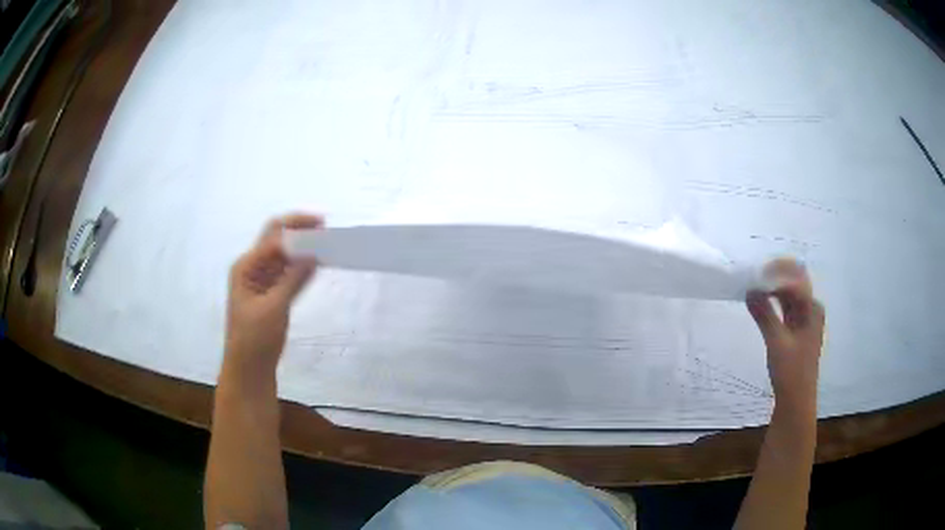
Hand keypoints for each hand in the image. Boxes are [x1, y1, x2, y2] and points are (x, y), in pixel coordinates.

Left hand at [225, 213, 322, 373]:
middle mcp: (252, 267)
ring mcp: (262, 280)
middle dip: (298, 229)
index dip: (296, 230)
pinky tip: (318, 263)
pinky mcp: (272, 294)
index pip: (273, 239)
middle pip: (276, 239)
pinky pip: (288, 273)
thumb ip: (293, 279)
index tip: (322, 230)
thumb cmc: (255, 338)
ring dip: (302, 247)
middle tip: (324, 226)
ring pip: (283, 255)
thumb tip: (314, 254)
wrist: (249, 368)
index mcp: (246, 266)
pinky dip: (301, 266)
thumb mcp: (274, 307)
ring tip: (326, 241)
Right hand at [747, 258, 824, 408]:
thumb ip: (764, 314)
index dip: (777, 273)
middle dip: (774, 277)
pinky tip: (760, 302)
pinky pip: (784, 308)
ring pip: (788, 295)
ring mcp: (803, 319)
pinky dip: (772, 302)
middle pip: (793, 283)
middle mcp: (810, 309)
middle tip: (753, 277)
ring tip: (753, 286)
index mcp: (812, 308)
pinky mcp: (795, 329)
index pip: (795, 279)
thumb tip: (749, 289)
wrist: (796, 400)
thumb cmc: (791, 371)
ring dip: (772, 289)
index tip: (756, 273)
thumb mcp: (777, 341)